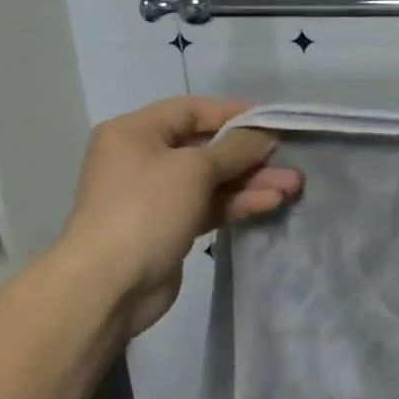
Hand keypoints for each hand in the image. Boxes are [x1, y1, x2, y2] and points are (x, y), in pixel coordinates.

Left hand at [62, 97, 302, 336]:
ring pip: (213, 179)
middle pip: (207, 147)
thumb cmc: (145, 209)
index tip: (274, 122)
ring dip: (252, 181)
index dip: (236, 114)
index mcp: (136, 132)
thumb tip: (265, 136)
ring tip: (293, 186)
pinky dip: (238, 202)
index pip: (194, 110)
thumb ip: (236, 148)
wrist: (106, 288)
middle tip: (289, 159)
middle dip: (251, 155)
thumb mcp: (195, 168)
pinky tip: (271, 203)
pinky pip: (210, 205)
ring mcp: (156, 196)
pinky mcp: (169, 227)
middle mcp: (143, 158)